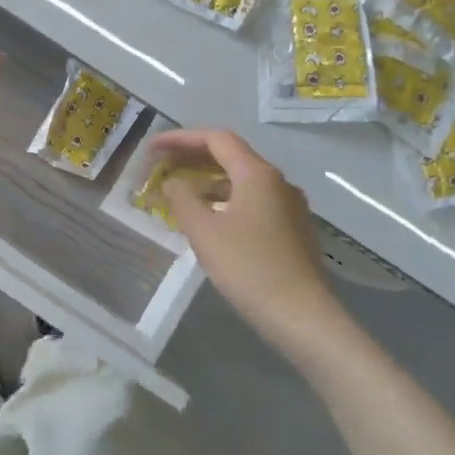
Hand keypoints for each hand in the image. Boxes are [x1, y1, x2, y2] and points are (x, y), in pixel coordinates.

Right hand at [153, 128, 349, 364]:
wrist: (302, 316)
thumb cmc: (248, 268)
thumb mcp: (204, 232)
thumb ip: (182, 198)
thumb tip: (173, 182)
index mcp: (257, 174)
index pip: (216, 139)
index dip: (180, 138)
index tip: (152, 147)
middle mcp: (278, 181)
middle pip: (231, 156)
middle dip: (194, 157)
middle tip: (162, 164)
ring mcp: (290, 205)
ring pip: (243, 181)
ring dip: (210, 181)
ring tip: (181, 194)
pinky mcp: (293, 229)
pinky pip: (254, 201)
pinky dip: (227, 200)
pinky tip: (211, 220)